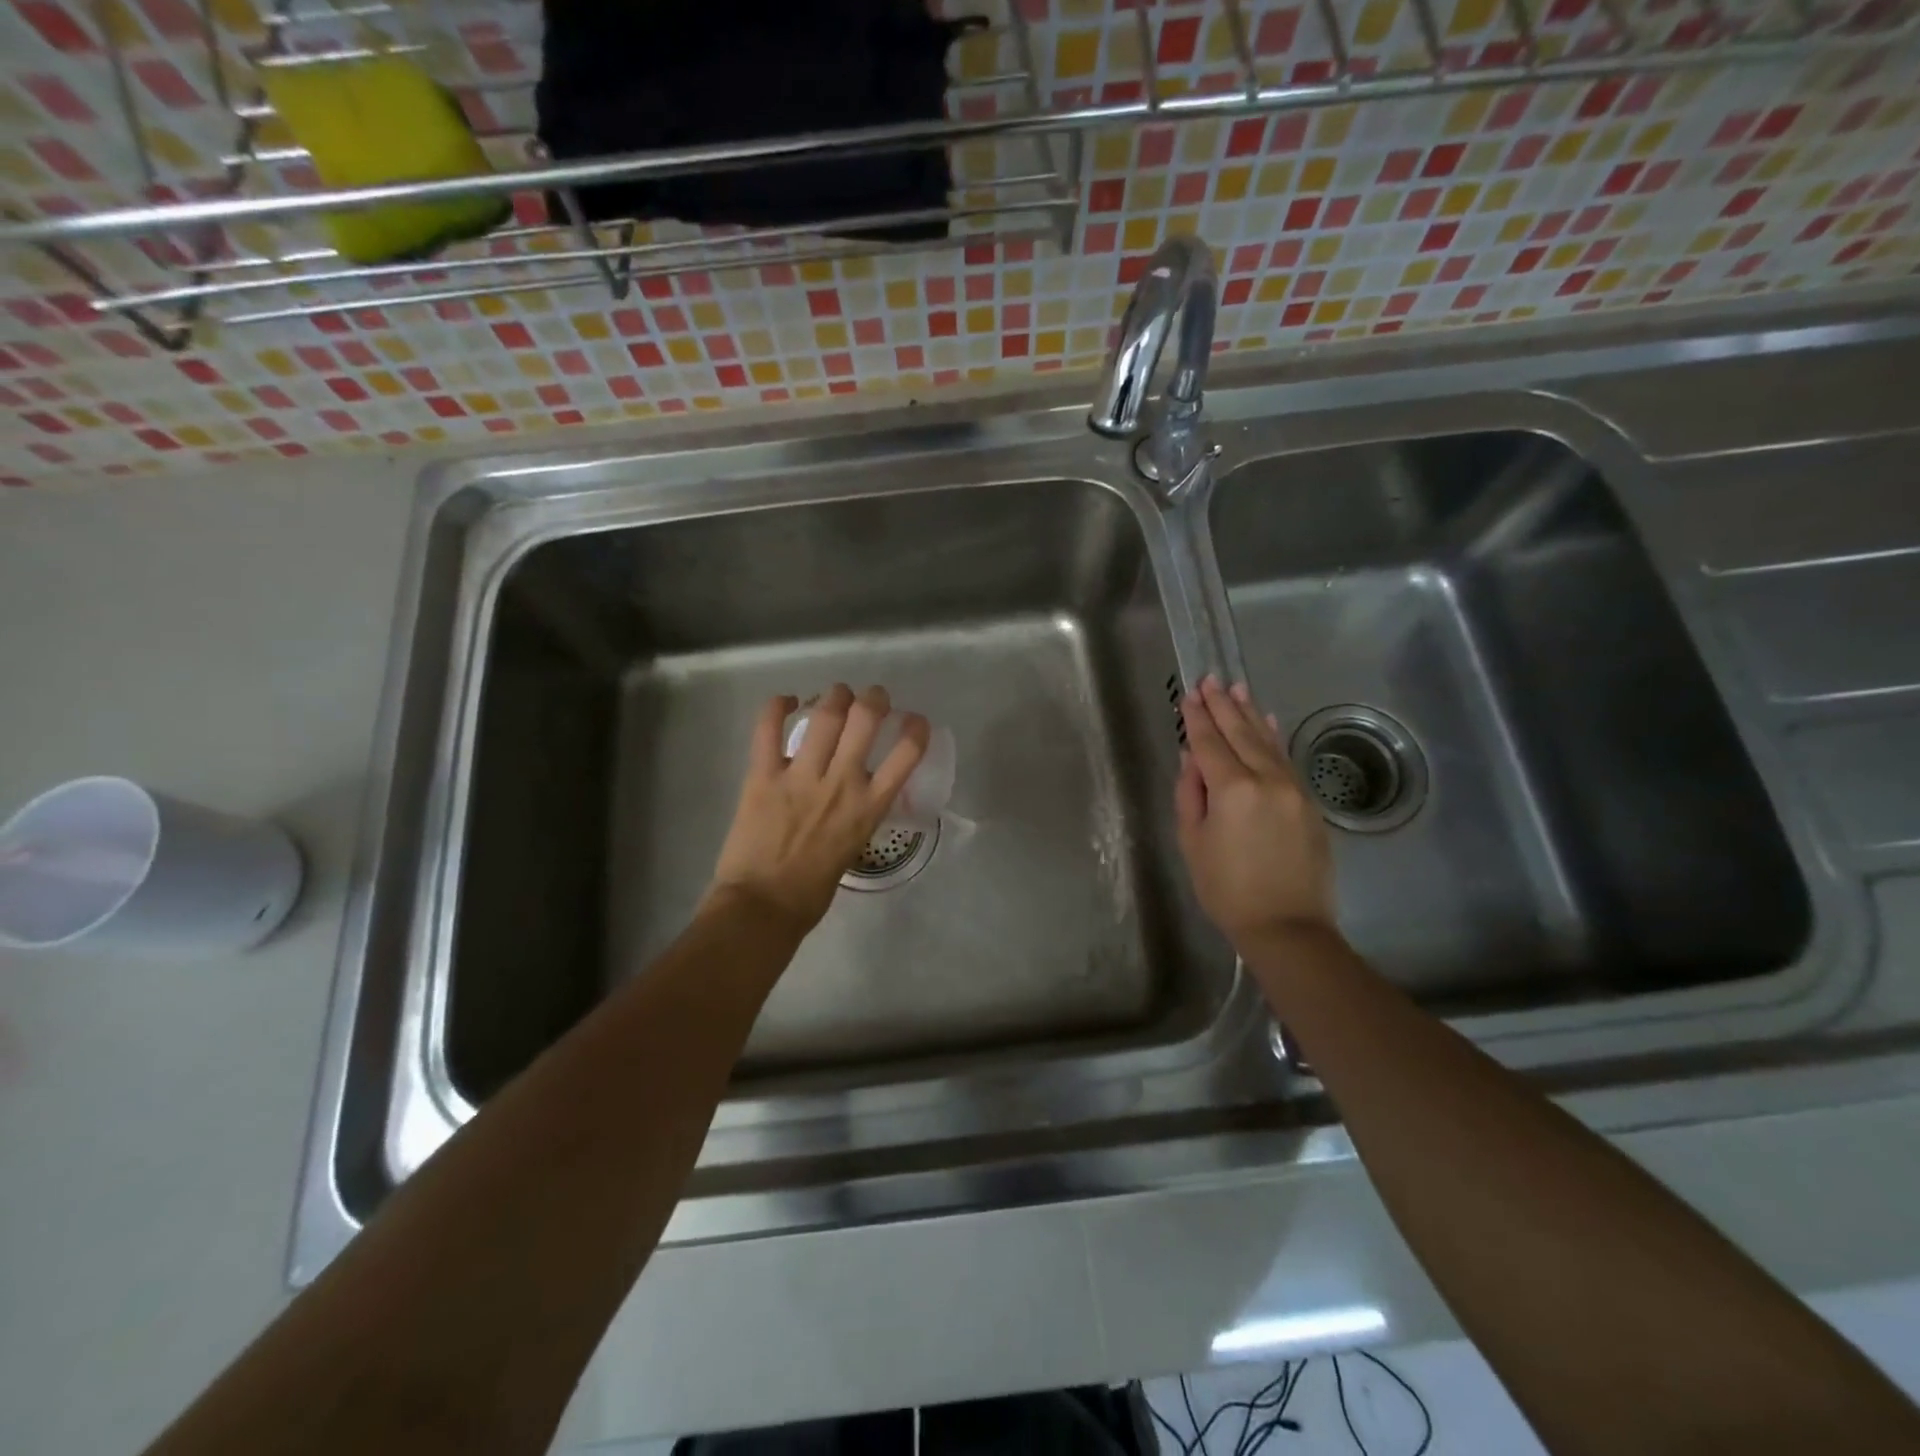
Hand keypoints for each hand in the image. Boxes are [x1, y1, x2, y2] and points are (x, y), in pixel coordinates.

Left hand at [706, 684, 929, 934]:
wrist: (764, 906)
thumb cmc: (813, 890)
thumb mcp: (854, 846)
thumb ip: (858, 812)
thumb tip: (856, 791)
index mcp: (869, 806)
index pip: (907, 754)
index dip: (916, 728)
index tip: (914, 720)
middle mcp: (841, 782)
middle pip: (865, 718)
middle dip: (873, 698)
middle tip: (871, 698)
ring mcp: (801, 775)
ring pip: (825, 714)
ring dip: (834, 695)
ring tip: (836, 695)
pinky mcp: (763, 775)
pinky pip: (768, 728)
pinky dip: (777, 707)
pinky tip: (786, 702)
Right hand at [1174, 676, 1339, 957]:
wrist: (1287, 926)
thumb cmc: (1227, 889)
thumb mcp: (1194, 842)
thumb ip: (1191, 794)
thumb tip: (1192, 758)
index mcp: (1232, 790)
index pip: (1210, 743)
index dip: (1197, 718)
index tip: (1189, 695)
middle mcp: (1266, 779)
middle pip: (1240, 734)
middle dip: (1223, 706)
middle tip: (1210, 680)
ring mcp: (1293, 788)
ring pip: (1267, 741)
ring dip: (1250, 714)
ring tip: (1237, 689)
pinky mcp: (1309, 802)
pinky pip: (1287, 759)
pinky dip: (1274, 737)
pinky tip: (1267, 721)